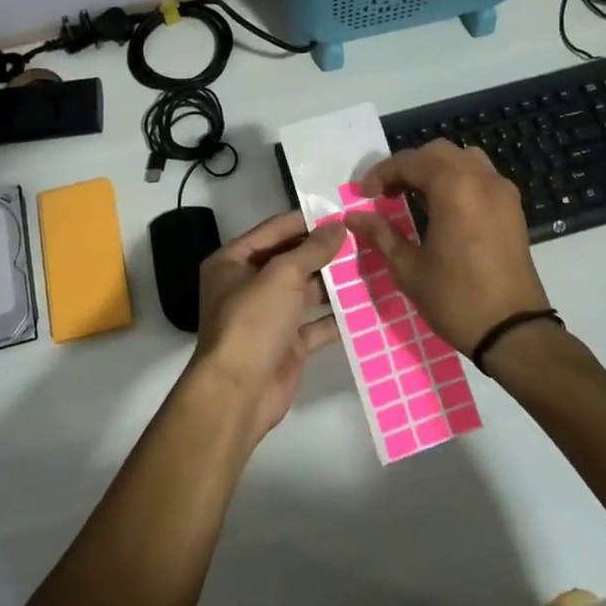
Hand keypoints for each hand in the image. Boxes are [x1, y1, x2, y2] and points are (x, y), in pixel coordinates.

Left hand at [186, 211, 347, 445]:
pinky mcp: (287, 344)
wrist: (239, 393)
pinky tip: (367, 304)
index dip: (307, 220)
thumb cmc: (253, 322)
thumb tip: (339, 226)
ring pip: (306, 291)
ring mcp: (268, 316)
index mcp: (233, 261)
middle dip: (325, 251)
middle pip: (291, 259)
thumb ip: (312, 249)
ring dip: (334, 283)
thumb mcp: (282, 276)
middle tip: (364, 238)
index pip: (275, 230)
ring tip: (372, 265)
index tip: (342, 213)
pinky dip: (337, 316)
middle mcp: (248, 285)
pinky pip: (316, 323)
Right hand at [344, 141, 552, 356]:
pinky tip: (442, 207)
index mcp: (454, 189)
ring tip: (413, 195)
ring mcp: (502, 192)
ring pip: (463, 159)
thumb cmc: (456, 299)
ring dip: (434, 169)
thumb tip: (354, 217)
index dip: (382, 174)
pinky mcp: (513, 208)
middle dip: (408, 166)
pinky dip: (457, 179)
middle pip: (438, 153)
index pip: (410, 162)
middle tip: (386, 193)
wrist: (513, 332)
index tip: (364, 196)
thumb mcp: (408, 268)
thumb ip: (380, 234)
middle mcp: (481, 179)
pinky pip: (481, 176)